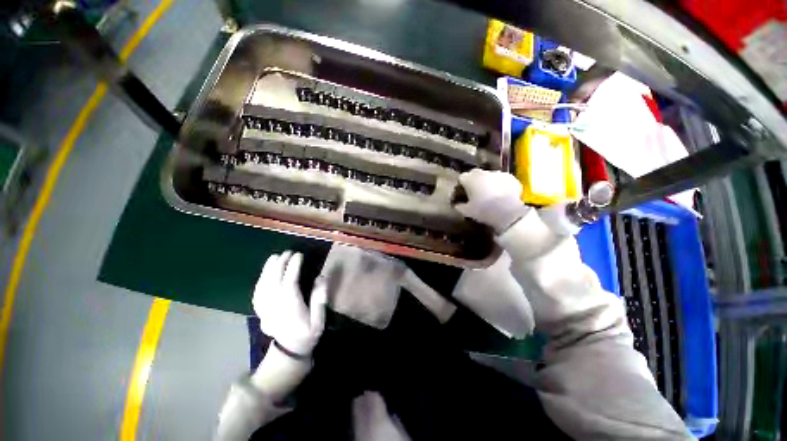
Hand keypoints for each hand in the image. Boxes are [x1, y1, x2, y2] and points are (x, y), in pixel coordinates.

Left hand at [253, 251, 326, 356]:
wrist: (289, 351)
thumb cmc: (307, 333)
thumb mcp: (318, 319)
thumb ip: (319, 299)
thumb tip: (321, 278)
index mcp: (290, 306)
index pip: (289, 282)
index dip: (293, 267)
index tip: (299, 255)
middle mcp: (275, 305)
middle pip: (274, 281)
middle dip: (280, 264)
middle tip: (287, 252)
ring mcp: (265, 308)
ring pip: (263, 285)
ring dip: (267, 270)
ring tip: (274, 257)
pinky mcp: (260, 311)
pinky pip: (257, 293)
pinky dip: (260, 280)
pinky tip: (264, 273)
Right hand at [454, 169, 528, 233]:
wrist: (508, 212)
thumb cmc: (483, 210)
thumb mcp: (467, 211)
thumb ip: (459, 206)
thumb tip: (456, 204)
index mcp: (469, 179)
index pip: (461, 179)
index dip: (461, 187)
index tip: (462, 195)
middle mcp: (482, 172)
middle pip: (475, 175)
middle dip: (474, 182)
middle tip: (475, 194)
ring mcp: (498, 173)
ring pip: (489, 177)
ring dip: (488, 183)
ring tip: (490, 196)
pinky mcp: (511, 178)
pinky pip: (502, 180)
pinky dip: (500, 186)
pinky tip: (501, 196)